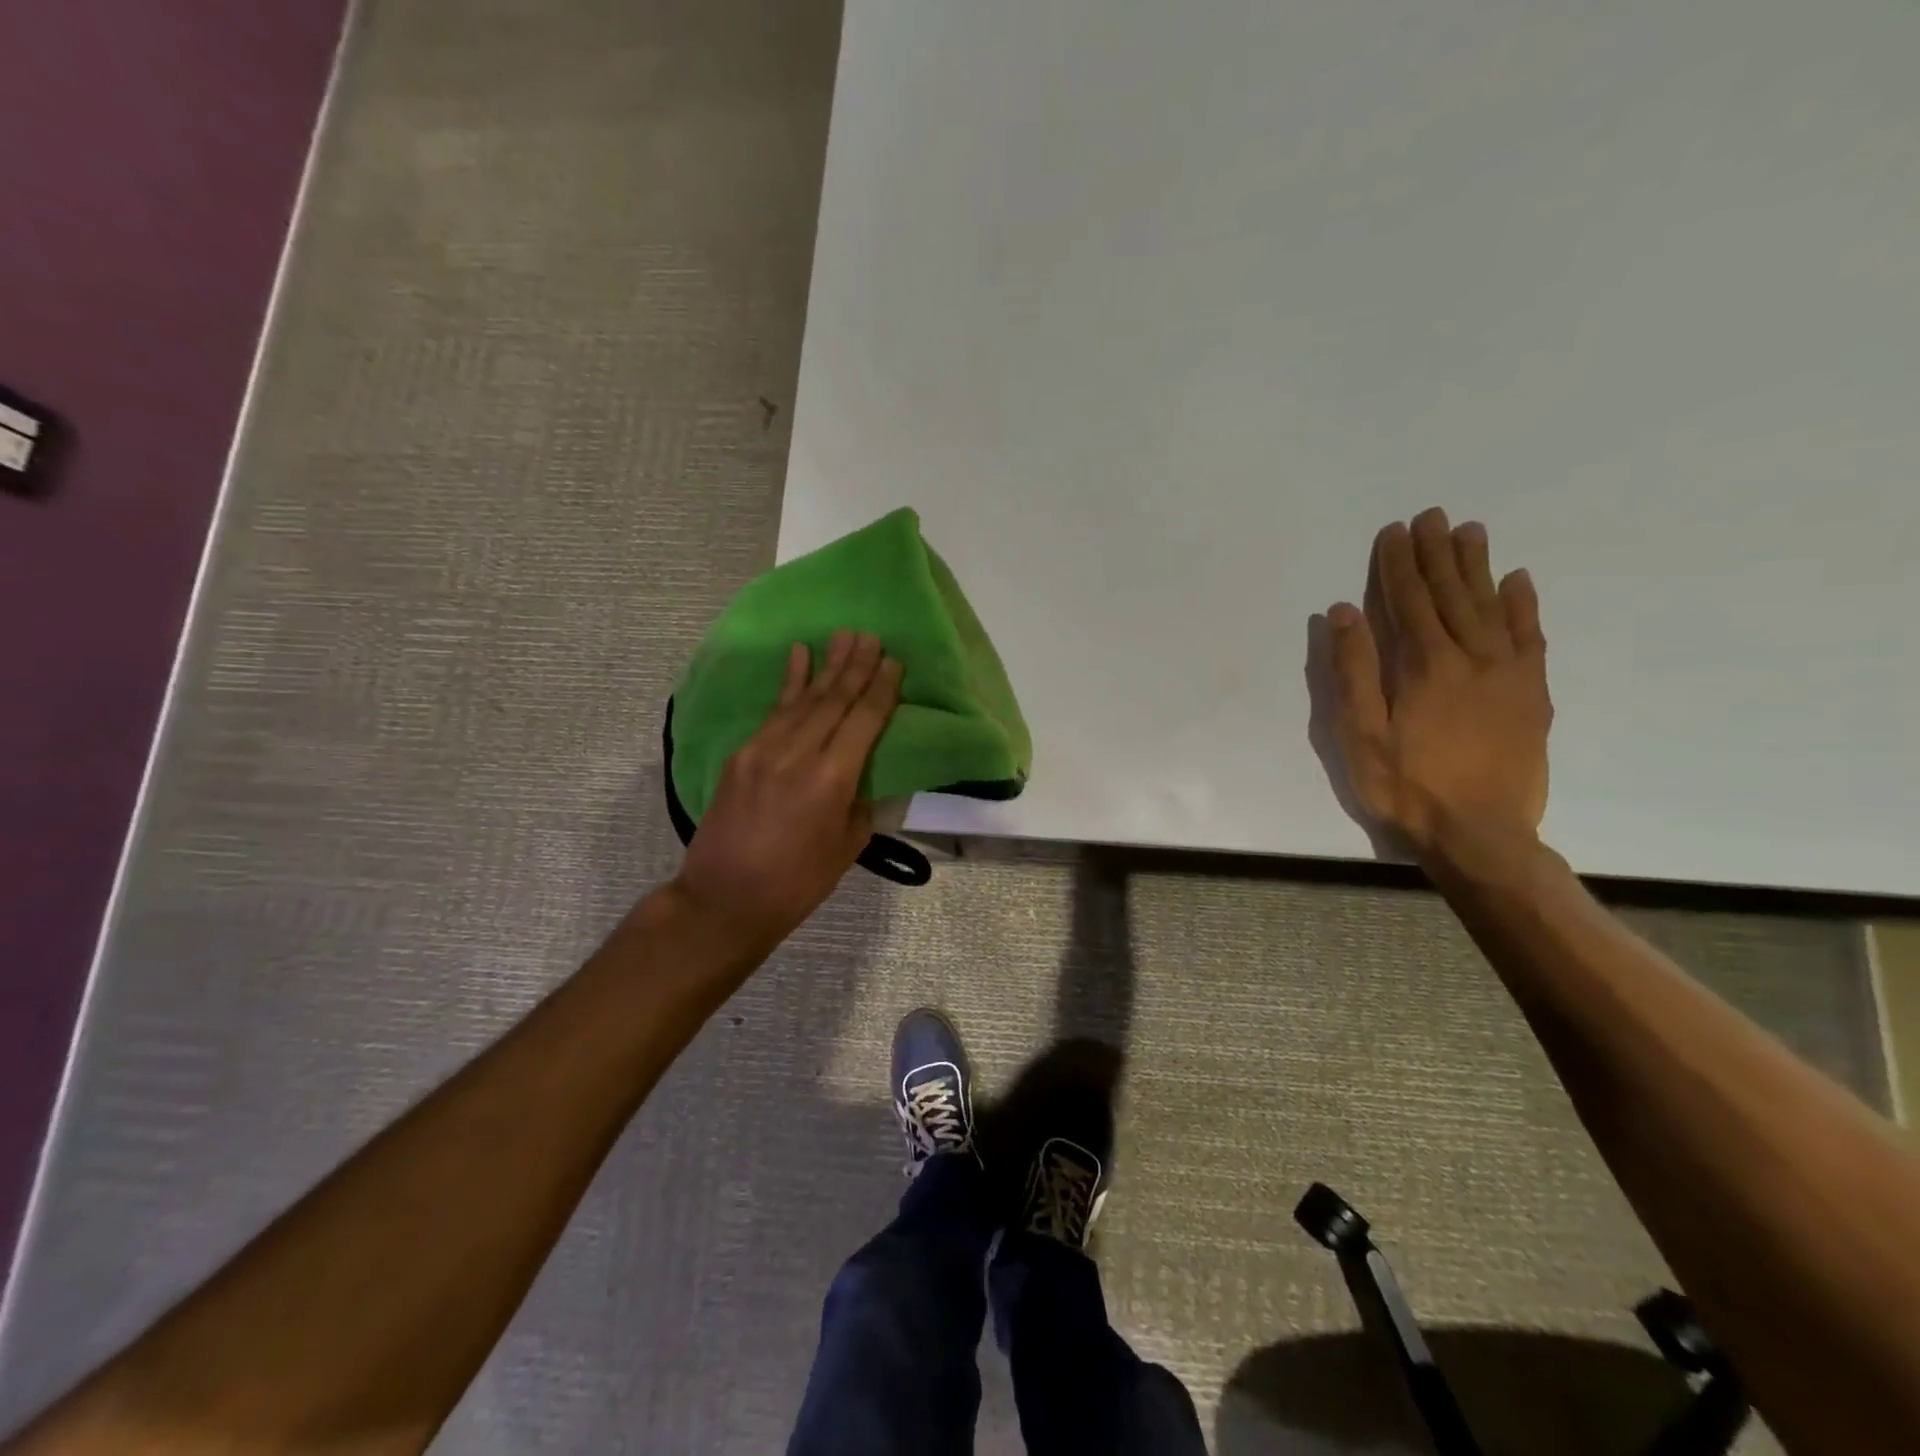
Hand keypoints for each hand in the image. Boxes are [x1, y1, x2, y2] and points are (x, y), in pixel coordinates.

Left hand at [676, 630, 902, 947]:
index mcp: (831, 780)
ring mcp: (764, 750)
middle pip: (834, 700)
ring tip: (845, 636)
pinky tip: (799, 655)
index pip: (863, 721)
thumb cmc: (797, 883)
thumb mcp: (847, 848)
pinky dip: (789, 681)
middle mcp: (798, 754)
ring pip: (804, 699)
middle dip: (856, 666)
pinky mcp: (741, 754)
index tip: (894, 662)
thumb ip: (861, 802)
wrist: (724, 899)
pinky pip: (773, 710)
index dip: (881, 690)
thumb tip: (865, 773)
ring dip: (827, 665)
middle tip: (872, 636)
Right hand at [1324, 508, 1551, 863]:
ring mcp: (1510, 674)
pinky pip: (1531, 637)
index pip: (1408, 602)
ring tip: (1470, 531)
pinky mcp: (1533, 694)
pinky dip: (1523, 605)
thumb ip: (1353, 671)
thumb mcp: (1360, 734)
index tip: (1393, 531)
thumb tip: (1344, 613)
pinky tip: (1517, 581)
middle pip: (1452, 595)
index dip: (1398, 565)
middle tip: (1431, 516)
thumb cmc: (1406, 786)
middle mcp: (1473, 658)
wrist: (1480, 834)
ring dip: (1477, 567)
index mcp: (1425, 667)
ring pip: (1492, 606)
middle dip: (1437, 554)